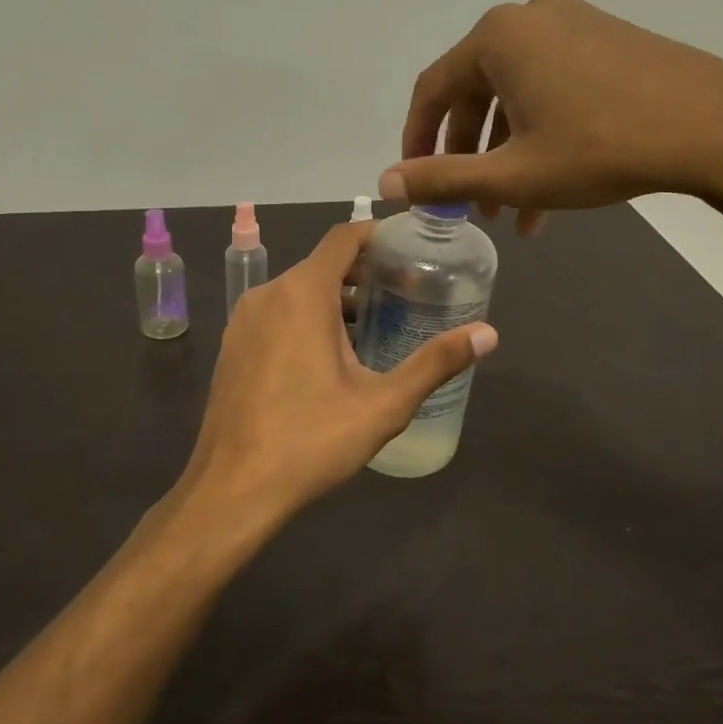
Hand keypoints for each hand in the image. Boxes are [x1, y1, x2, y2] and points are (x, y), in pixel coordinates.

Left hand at [179, 223, 497, 525]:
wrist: (232, 488)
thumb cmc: (310, 440)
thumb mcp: (383, 404)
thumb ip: (435, 363)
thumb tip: (489, 334)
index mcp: (302, 293)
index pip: (343, 238)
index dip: (378, 235)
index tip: (410, 248)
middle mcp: (267, 294)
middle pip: (322, 264)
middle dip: (363, 273)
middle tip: (404, 293)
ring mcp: (243, 320)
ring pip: (297, 291)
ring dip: (335, 299)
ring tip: (374, 326)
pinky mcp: (233, 346)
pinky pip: (276, 314)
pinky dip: (305, 318)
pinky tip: (330, 357)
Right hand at [381, 0, 722, 231]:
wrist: (716, 128)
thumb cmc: (600, 148)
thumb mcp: (512, 174)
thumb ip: (442, 178)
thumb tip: (384, 184)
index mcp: (497, 37)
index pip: (433, 90)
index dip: (417, 140)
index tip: (415, 180)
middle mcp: (529, 18)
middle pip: (476, 92)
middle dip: (470, 155)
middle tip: (472, 206)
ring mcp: (573, 22)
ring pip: (517, 95)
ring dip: (508, 153)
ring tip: (513, 212)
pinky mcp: (608, 38)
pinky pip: (553, 86)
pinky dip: (541, 133)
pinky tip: (551, 188)